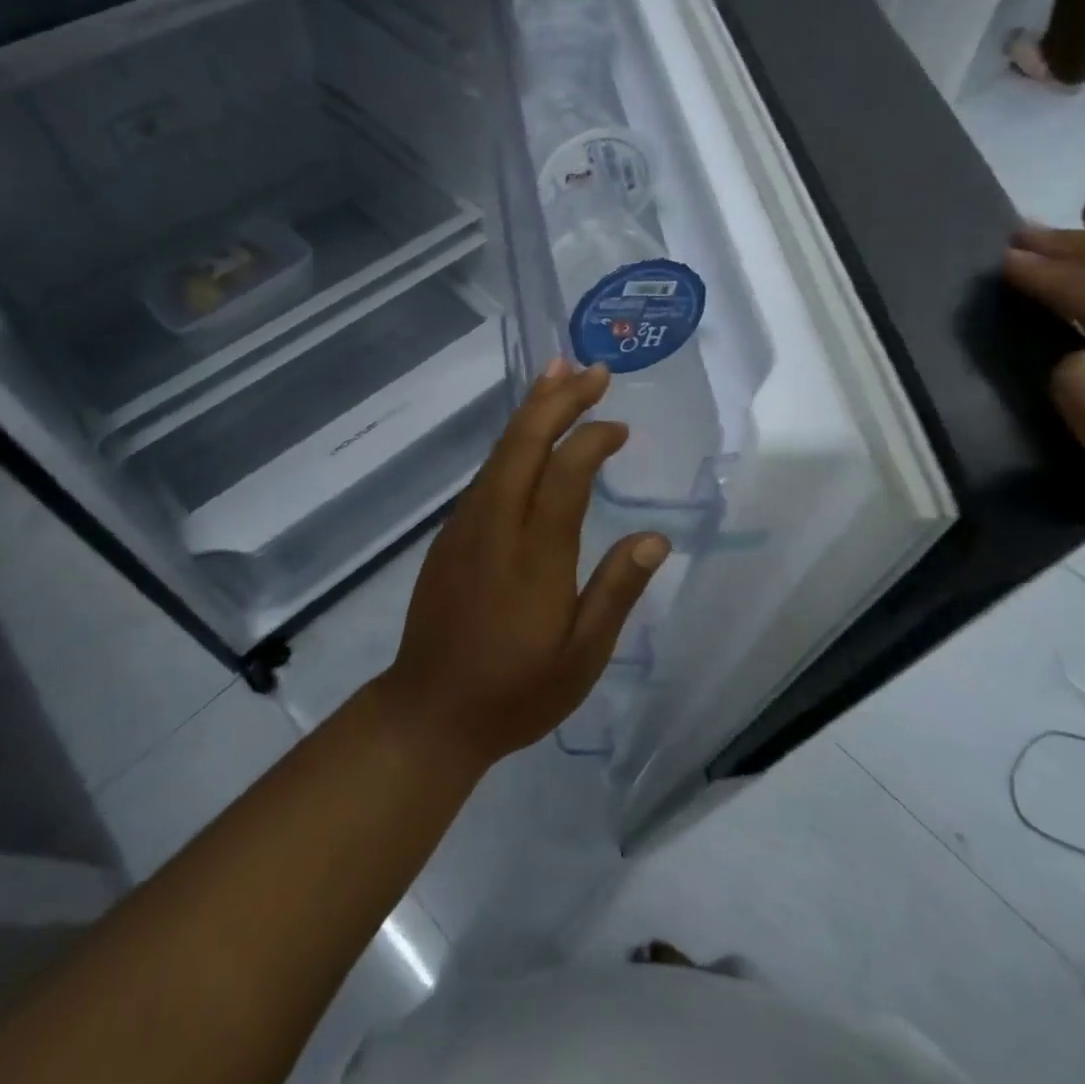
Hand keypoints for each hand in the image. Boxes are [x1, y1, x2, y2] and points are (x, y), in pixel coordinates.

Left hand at [374, 358, 670, 770]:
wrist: (429, 712)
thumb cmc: (515, 691)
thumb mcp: (582, 657)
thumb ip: (616, 592)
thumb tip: (655, 538)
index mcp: (534, 555)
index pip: (565, 474)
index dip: (592, 439)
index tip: (621, 428)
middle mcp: (494, 525)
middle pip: (524, 444)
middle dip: (559, 400)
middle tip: (592, 370)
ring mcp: (465, 526)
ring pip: (500, 451)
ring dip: (531, 410)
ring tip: (558, 375)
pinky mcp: (451, 534)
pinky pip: (486, 472)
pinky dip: (512, 441)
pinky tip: (527, 434)